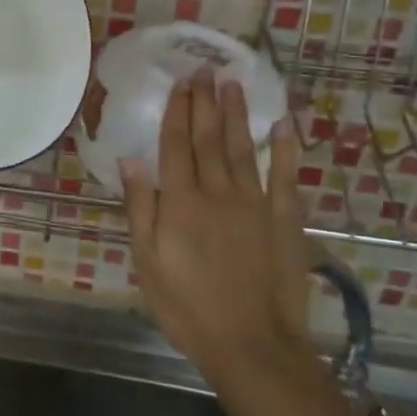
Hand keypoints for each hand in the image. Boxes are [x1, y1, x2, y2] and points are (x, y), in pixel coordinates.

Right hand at [122, 74, 316, 386]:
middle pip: (209, 138)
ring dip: (237, 114)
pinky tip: (283, 125)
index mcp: (182, 202)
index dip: (177, 110)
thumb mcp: (148, 262)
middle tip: (205, 69)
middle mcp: (218, 192)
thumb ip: (141, 208)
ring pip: (244, 148)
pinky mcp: (284, 221)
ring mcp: (255, 204)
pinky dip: (285, 149)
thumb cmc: (188, 307)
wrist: (252, 346)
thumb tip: (131, 160)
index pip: (176, 144)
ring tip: (233, 83)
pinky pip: (285, 177)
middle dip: (205, 101)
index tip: (180, 81)